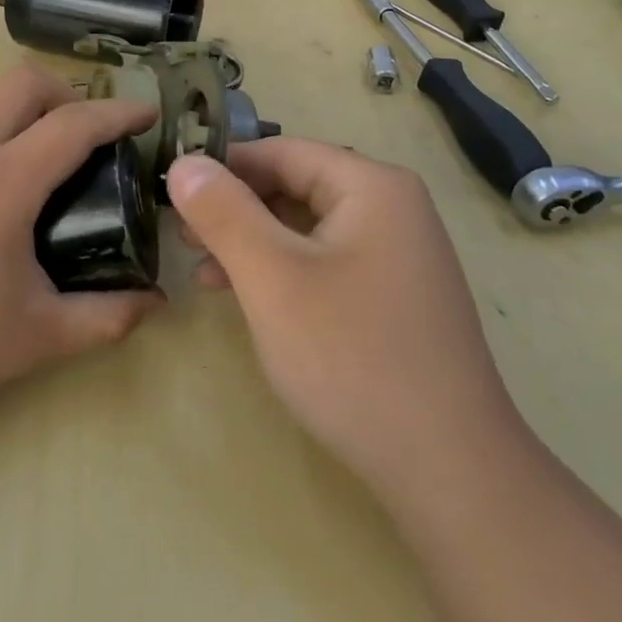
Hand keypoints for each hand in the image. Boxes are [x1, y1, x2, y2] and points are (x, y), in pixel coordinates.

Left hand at [0, 66, 163, 449]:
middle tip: (92, 139)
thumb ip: (105, 318)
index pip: (72, 124)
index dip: (118, 112)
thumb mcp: (33, 339)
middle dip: (68, 94)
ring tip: (45, 180)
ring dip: (25, 123)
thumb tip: (155, 303)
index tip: (148, 114)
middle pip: (21, 85)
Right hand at [166, 139, 523, 498]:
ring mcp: (399, 254)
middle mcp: (392, 208)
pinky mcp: (395, 295)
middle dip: (235, 210)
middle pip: (296, 186)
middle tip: (183, 239)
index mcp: (372, 186)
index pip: (281, 151)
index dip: (222, 168)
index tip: (171, 194)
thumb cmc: (351, 357)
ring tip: (204, 274)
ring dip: (253, 243)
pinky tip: (249, 299)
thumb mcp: (271, 277)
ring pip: (307, 227)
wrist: (450, 470)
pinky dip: (283, 271)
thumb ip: (223, 212)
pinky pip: (327, 261)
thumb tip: (183, 162)